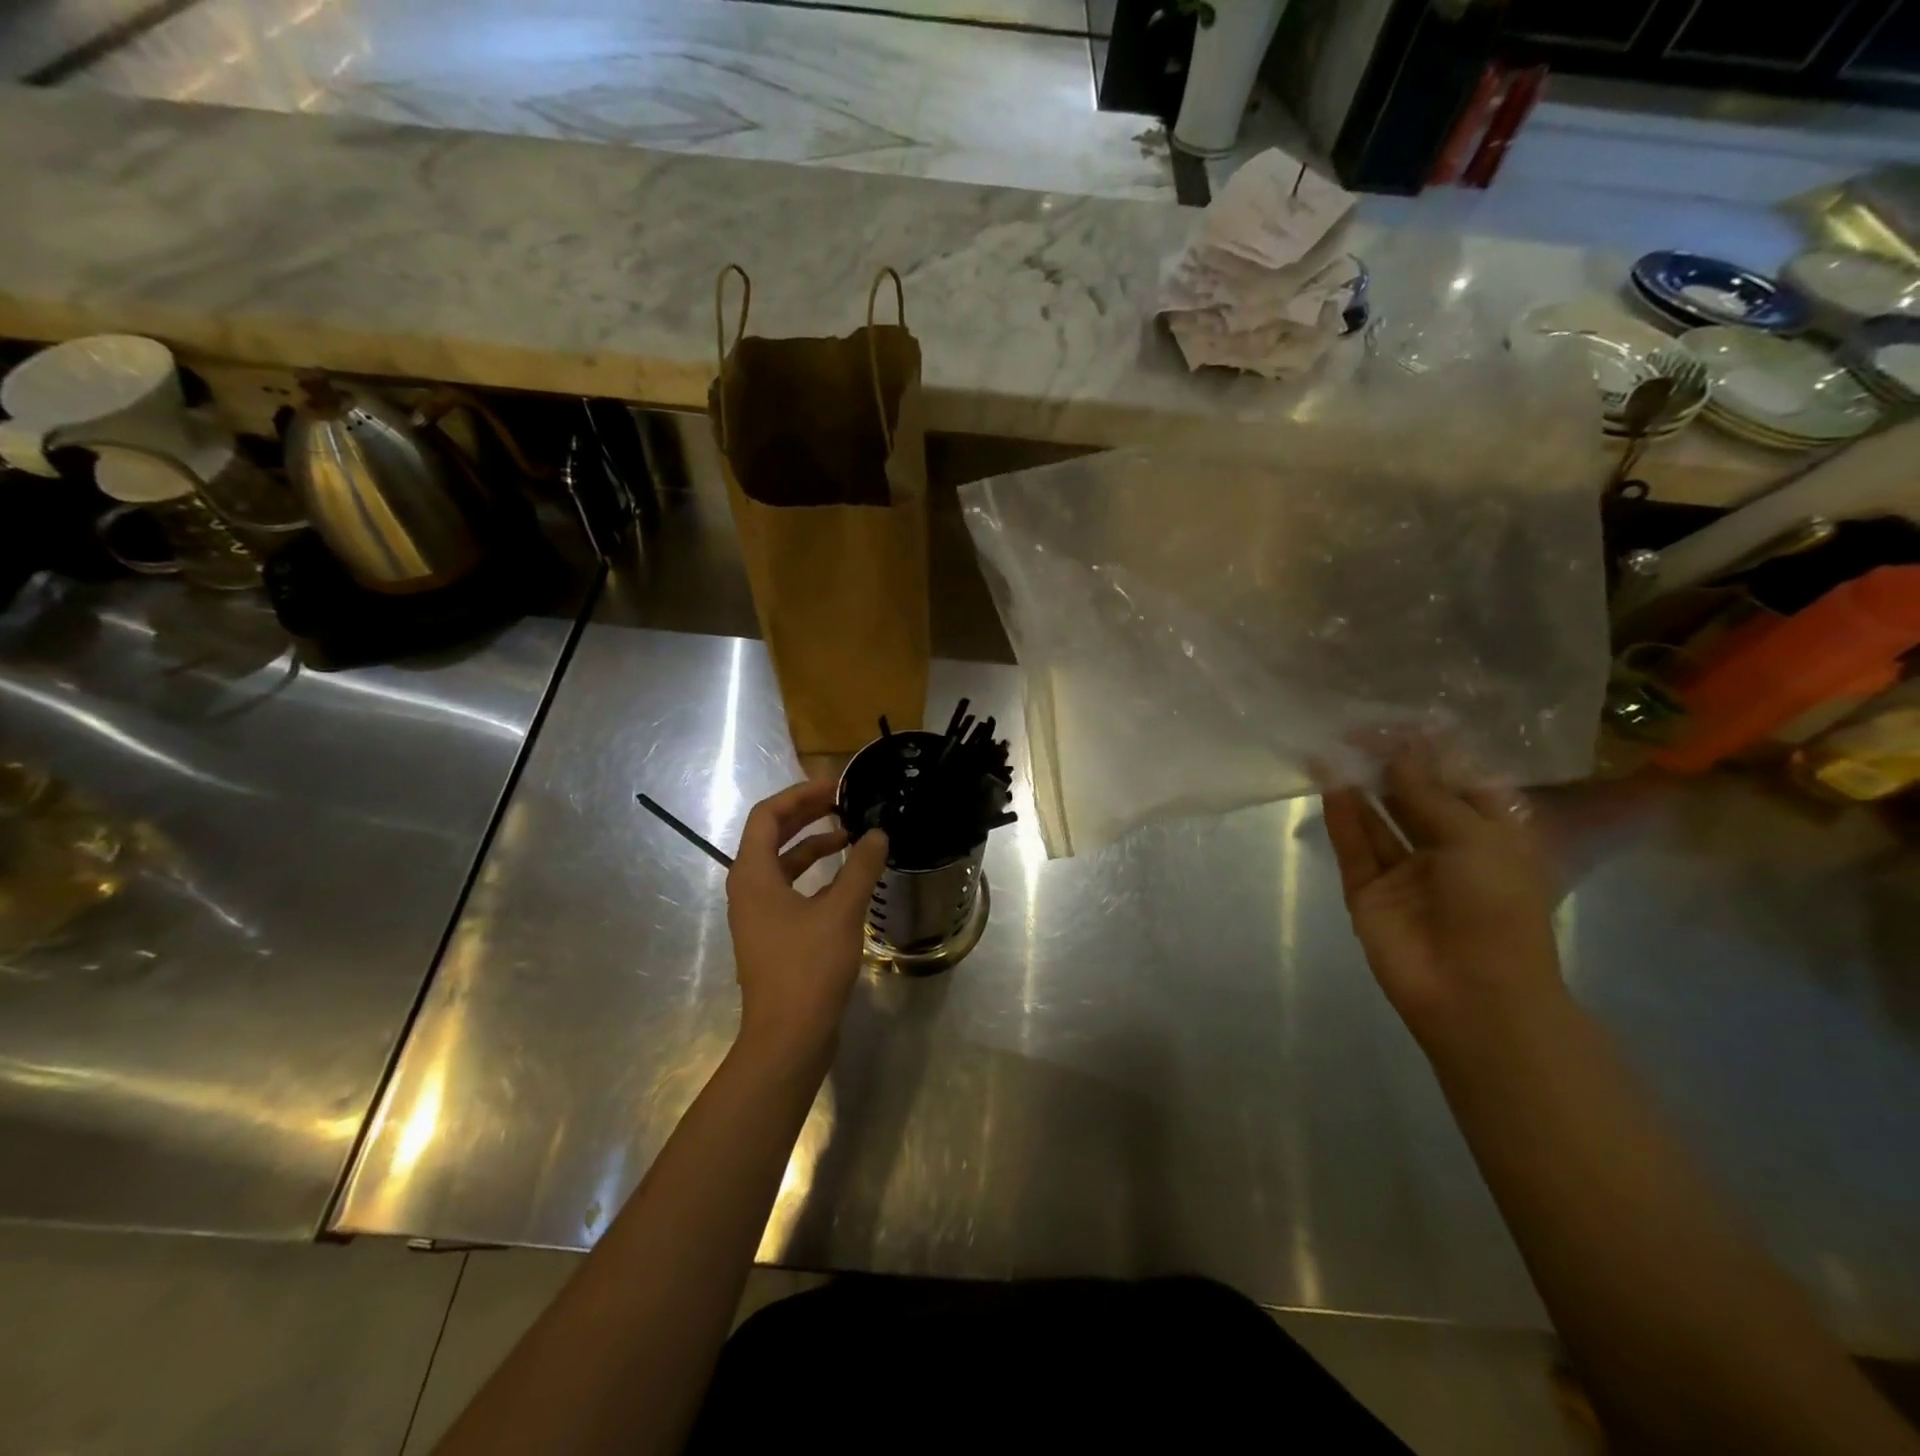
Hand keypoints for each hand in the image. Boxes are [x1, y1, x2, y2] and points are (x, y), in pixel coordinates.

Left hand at [726, 780, 888, 1070]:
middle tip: (845, 802)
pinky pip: (792, 890)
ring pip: (784, 865)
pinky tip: (848, 879)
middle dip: (808, 815)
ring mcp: (759, 914)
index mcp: (752, 874)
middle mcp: (749, 888)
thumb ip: (861, 866)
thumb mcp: (841, 910)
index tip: (835, 786)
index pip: (767, 815)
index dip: (800, 794)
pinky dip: (816, 876)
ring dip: (814, 845)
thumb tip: (878, 833)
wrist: (788, 1037)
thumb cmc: (808, 967)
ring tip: (851, 836)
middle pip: (773, 836)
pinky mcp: (773, 936)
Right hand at [1321, 745, 1567, 1059]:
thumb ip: (1427, 793)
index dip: (1432, 752)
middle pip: (1414, 797)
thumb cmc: (1495, 909)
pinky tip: (1330, 786)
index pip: (1460, 782)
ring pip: (1378, 820)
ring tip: (1331, 750)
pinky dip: (1343, 818)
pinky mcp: (1369, 891)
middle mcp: (1446, 848)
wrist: (1473, 995)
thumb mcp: (1473, 838)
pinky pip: (1355, 848)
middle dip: (1390, 765)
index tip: (1400, 723)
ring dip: (1359, 787)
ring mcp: (1404, 871)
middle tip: (1356, 731)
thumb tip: (1396, 751)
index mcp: (1490, 835)